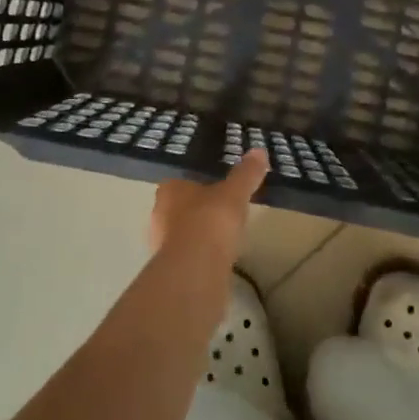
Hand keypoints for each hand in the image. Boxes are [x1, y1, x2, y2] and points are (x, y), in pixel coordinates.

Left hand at [148, 150, 269, 268]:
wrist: (196, 268)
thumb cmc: (211, 220)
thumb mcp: (235, 192)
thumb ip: (246, 173)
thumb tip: (259, 151)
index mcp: (169, 190)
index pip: (181, 182)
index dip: (199, 185)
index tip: (218, 190)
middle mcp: (159, 214)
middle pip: (180, 208)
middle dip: (199, 210)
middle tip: (223, 212)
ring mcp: (161, 243)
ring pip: (182, 233)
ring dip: (199, 234)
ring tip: (224, 237)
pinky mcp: (170, 268)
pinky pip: (188, 255)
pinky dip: (201, 255)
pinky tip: (218, 258)